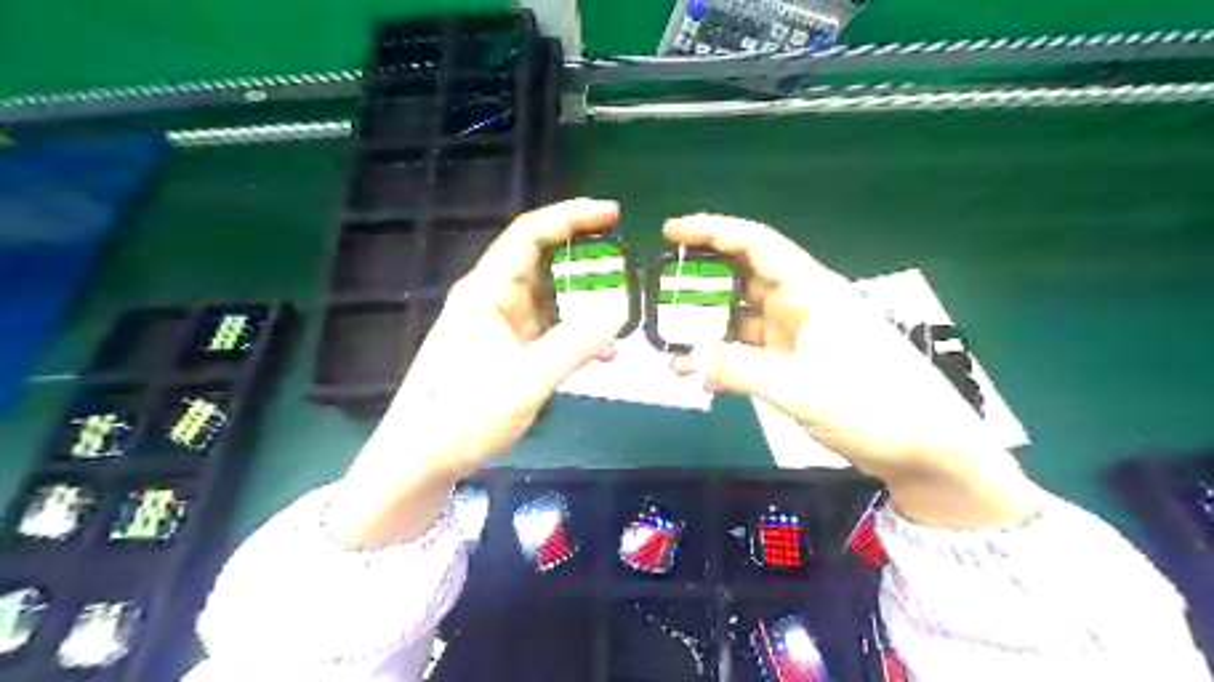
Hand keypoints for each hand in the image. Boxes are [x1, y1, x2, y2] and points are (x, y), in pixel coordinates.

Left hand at [328, 198, 620, 548]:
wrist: (422, 460)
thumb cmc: (461, 418)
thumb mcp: (523, 382)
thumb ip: (572, 344)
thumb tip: (617, 308)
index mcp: (486, 292)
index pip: (529, 234)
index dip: (571, 216)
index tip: (612, 213)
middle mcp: (493, 300)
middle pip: (544, 262)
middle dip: (587, 262)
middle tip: (628, 270)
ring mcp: (501, 326)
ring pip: (551, 298)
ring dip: (586, 304)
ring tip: (622, 315)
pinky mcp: (508, 350)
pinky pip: (550, 329)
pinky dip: (577, 335)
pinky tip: (603, 355)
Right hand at [661, 214, 1036, 527]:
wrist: (924, 450)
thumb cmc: (876, 407)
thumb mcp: (804, 389)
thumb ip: (742, 370)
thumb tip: (687, 356)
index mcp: (811, 292)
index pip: (756, 244)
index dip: (713, 231)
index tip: (671, 231)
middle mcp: (802, 305)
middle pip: (743, 278)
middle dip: (701, 282)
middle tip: (659, 293)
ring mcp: (798, 337)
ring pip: (742, 317)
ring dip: (707, 327)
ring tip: (669, 340)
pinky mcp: (797, 365)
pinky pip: (749, 351)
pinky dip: (723, 359)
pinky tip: (698, 375)